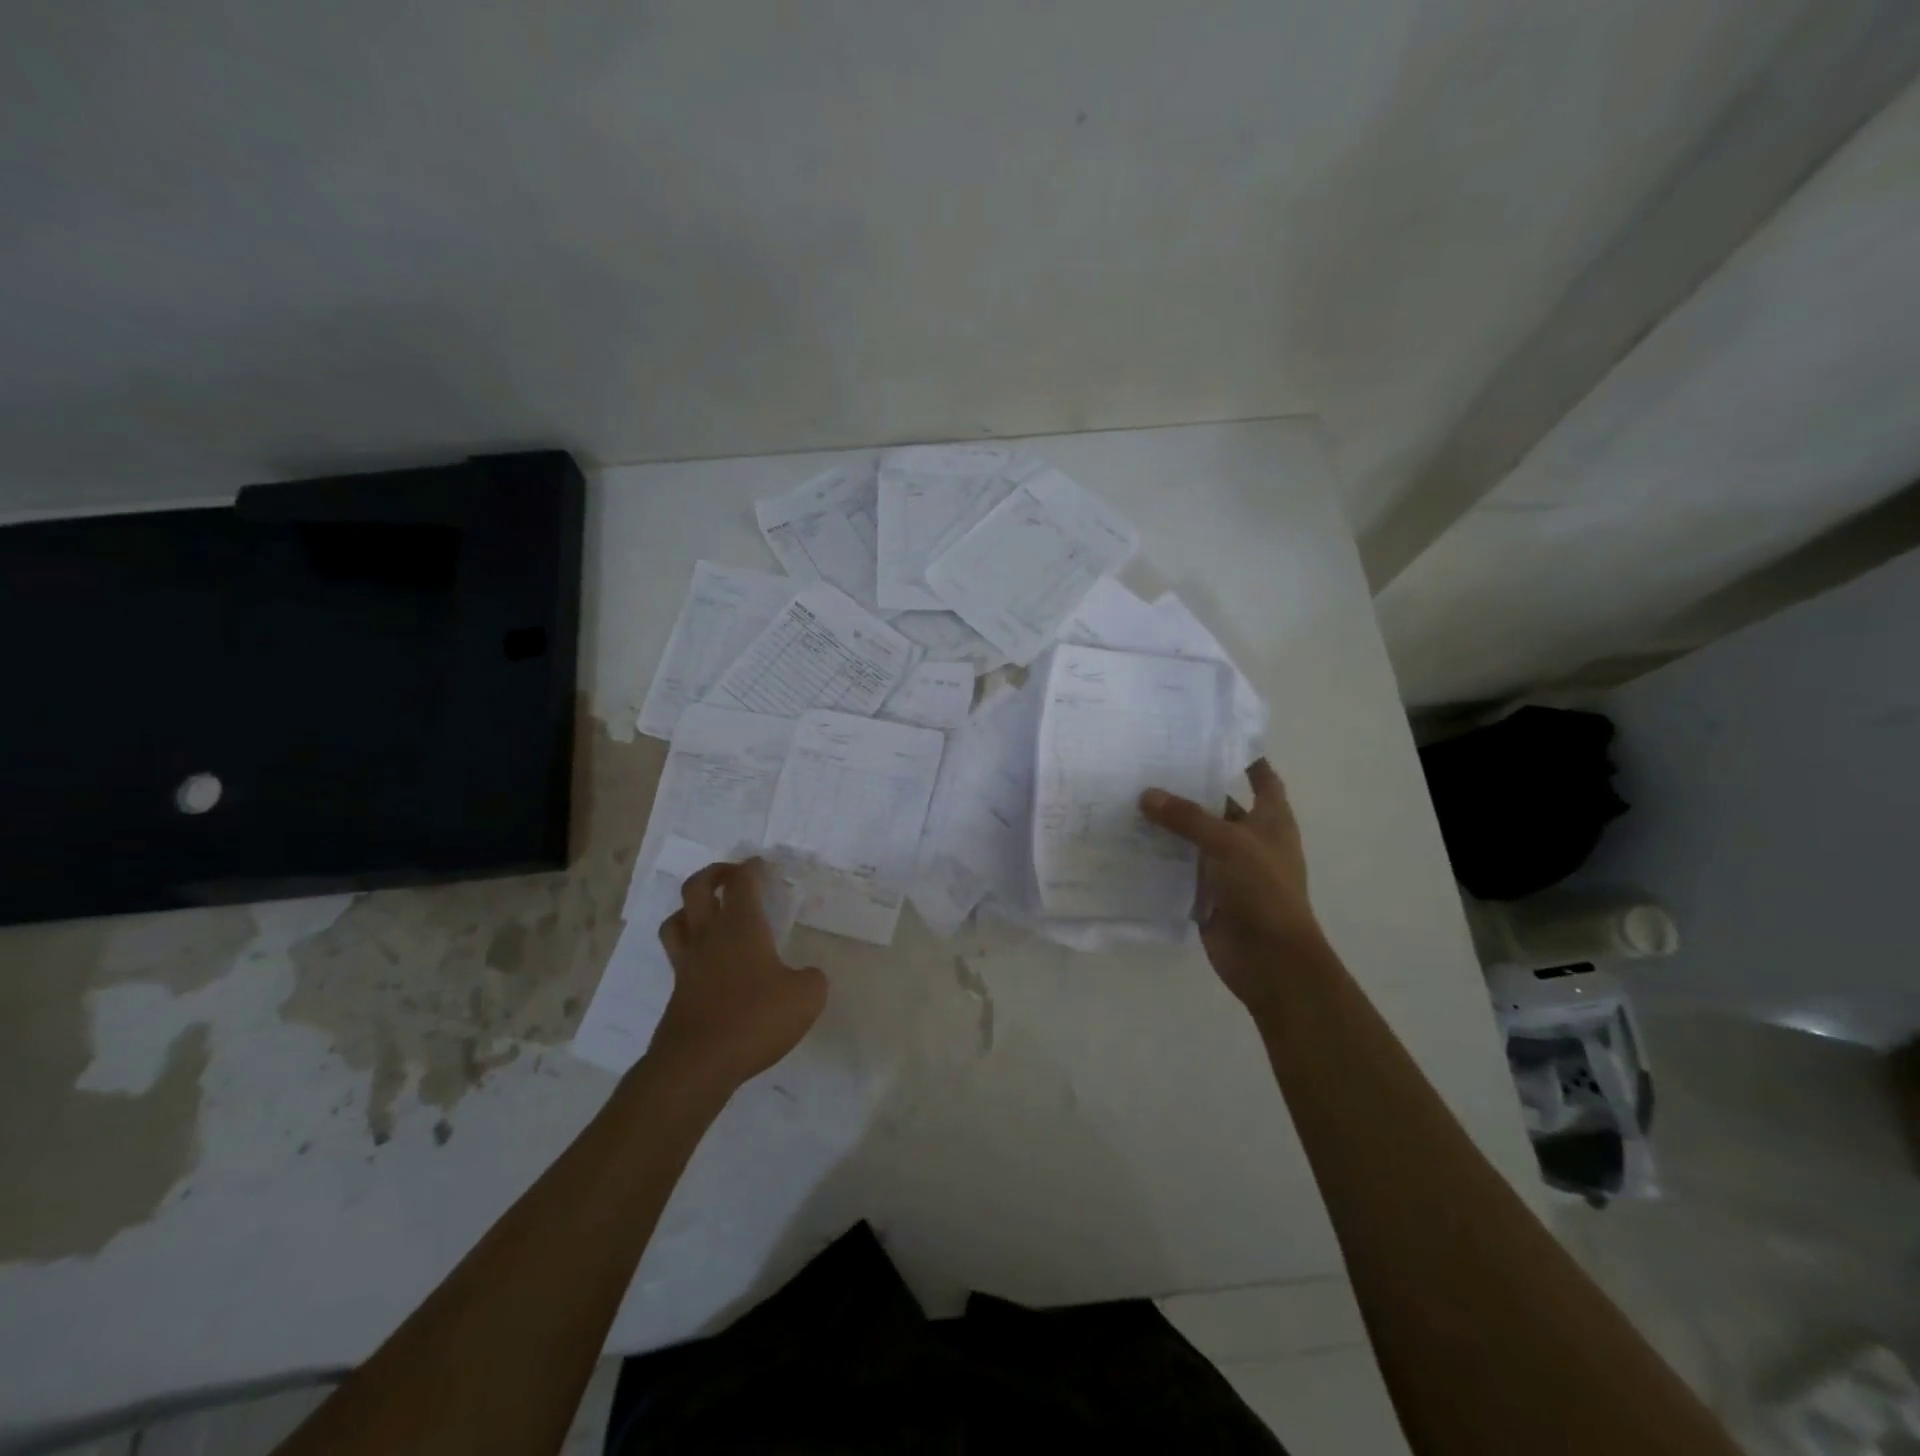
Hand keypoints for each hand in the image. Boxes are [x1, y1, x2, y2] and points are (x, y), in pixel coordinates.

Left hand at [648, 858, 827, 1092]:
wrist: (698, 1064)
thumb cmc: (755, 1018)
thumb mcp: (806, 997)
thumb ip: (811, 978)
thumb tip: (807, 975)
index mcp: (741, 927)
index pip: (741, 882)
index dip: (751, 868)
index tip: (761, 864)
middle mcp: (709, 936)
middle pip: (696, 888)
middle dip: (713, 874)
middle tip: (730, 876)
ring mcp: (687, 964)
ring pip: (676, 920)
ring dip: (690, 909)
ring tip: (708, 914)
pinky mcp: (677, 992)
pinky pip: (678, 956)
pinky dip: (691, 949)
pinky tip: (710, 963)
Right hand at [1140, 759, 1323, 1012]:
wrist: (1269, 959)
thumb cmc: (1263, 890)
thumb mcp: (1227, 843)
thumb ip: (1187, 818)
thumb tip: (1147, 795)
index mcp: (1271, 820)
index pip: (1262, 778)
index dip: (1244, 758)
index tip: (1210, 738)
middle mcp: (1250, 839)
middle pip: (1219, 805)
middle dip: (1190, 789)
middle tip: (1149, 765)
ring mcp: (1228, 868)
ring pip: (1194, 837)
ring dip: (1169, 823)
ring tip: (1129, 798)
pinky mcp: (1207, 892)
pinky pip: (1180, 867)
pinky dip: (1160, 857)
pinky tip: (1129, 842)